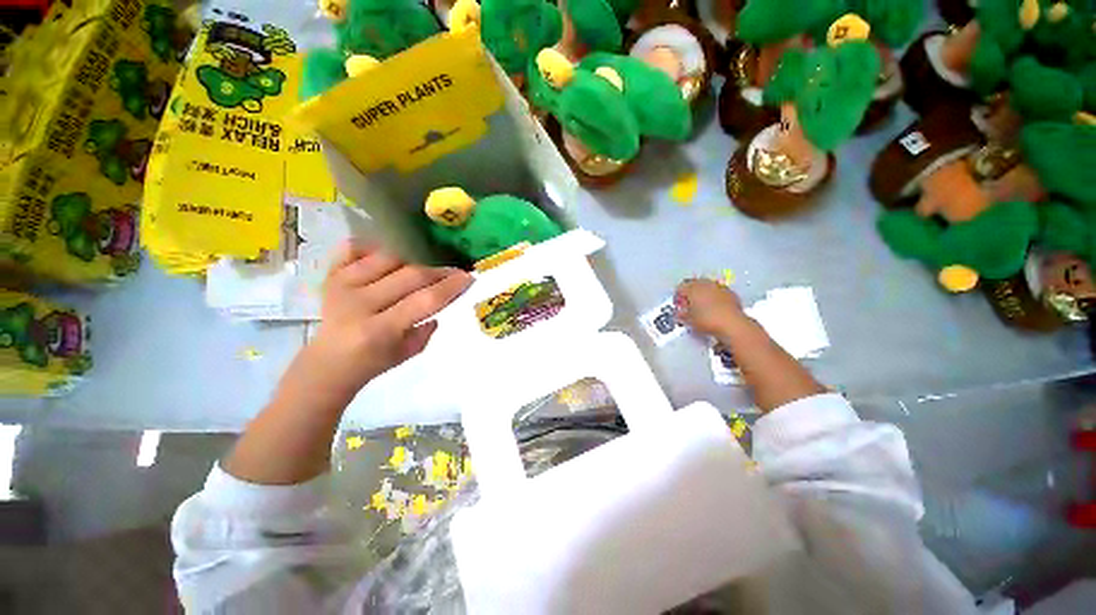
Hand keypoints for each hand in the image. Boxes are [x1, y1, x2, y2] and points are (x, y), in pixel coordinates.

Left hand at [299, 243, 472, 399]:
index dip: (451, 286)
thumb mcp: (409, 353)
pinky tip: (391, 255)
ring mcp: (341, 284)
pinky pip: (354, 248)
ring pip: (388, 257)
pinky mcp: (330, 275)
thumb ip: (428, 326)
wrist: (327, 363)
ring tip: (426, 267)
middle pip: (410, 275)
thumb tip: (445, 297)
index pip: (425, 300)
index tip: (469, 278)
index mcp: (380, 330)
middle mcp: (359, 303)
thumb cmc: (373, 363)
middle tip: (454, 272)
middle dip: (439, 272)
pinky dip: (374, 246)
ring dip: (414, 259)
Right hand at [675, 279, 747, 337]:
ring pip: (707, 286)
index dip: (677, 297)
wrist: (732, 324)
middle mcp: (705, 284)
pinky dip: (715, 297)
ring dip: (703, 294)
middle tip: (689, 305)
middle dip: (690, 293)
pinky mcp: (731, 293)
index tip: (678, 305)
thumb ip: (681, 314)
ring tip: (702, 307)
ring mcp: (719, 287)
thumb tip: (680, 313)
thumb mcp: (688, 320)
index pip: (680, 288)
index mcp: (692, 288)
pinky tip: (714, 308)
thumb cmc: (707, 321)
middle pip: (693, 284)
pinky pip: (718, 292)